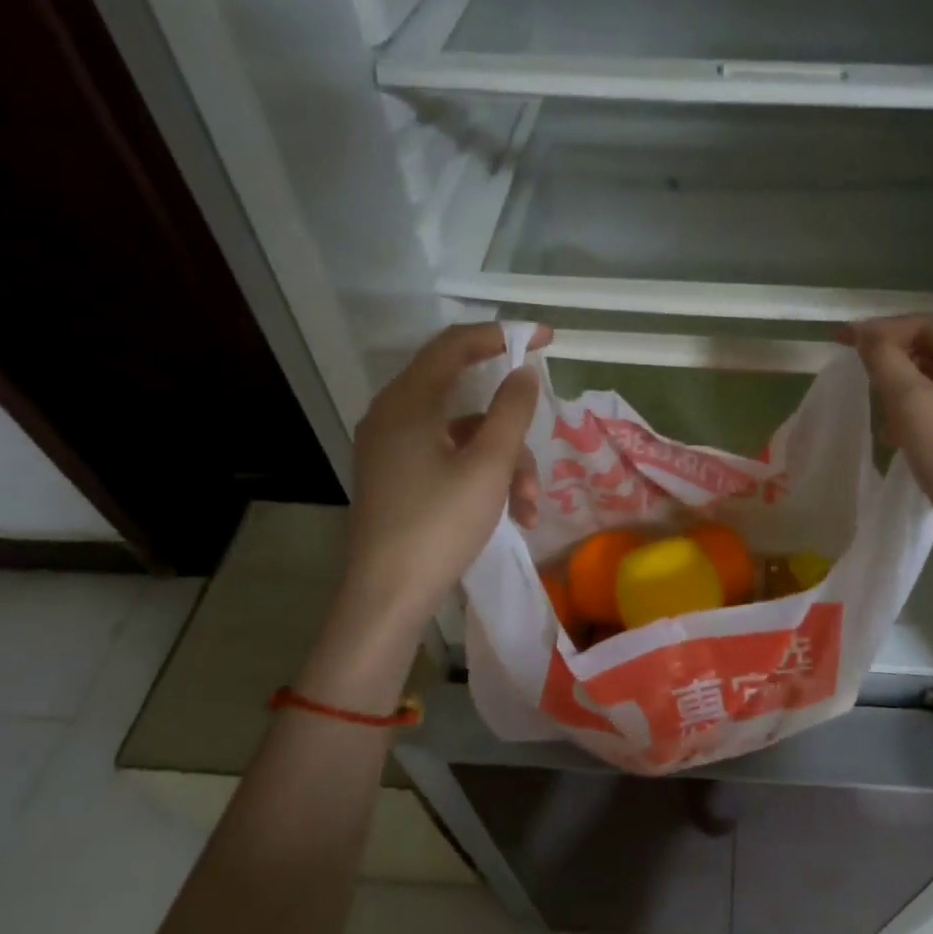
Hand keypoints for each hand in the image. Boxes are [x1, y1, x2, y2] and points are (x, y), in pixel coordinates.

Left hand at [338, 323, 546, 632]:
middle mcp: (393, 416)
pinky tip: (511, 514)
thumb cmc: (439, 524)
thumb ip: (511, 410)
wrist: (386, 598)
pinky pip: (448, 459)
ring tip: (529, 504)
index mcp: (407, 402)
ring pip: (462, 435)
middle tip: (541, 434)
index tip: (546, 340)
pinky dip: (481, 477)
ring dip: (503, 461)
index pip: (455, 345)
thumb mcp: (488, 465)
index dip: (502, 335)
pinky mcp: (397, 478)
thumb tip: (524, 373)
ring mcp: (391, 449)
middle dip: (511, 425)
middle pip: (464, 395)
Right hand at [847, 315, 932, 555]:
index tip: (839, 340)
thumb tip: (864, 334)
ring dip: (905, 391)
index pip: (931, 326)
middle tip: (857, 377)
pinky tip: (899, 435)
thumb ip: (884, 359)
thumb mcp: (911, 405)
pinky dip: (921, 412)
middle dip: (895, 364)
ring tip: (880, 414)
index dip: (882, 331)